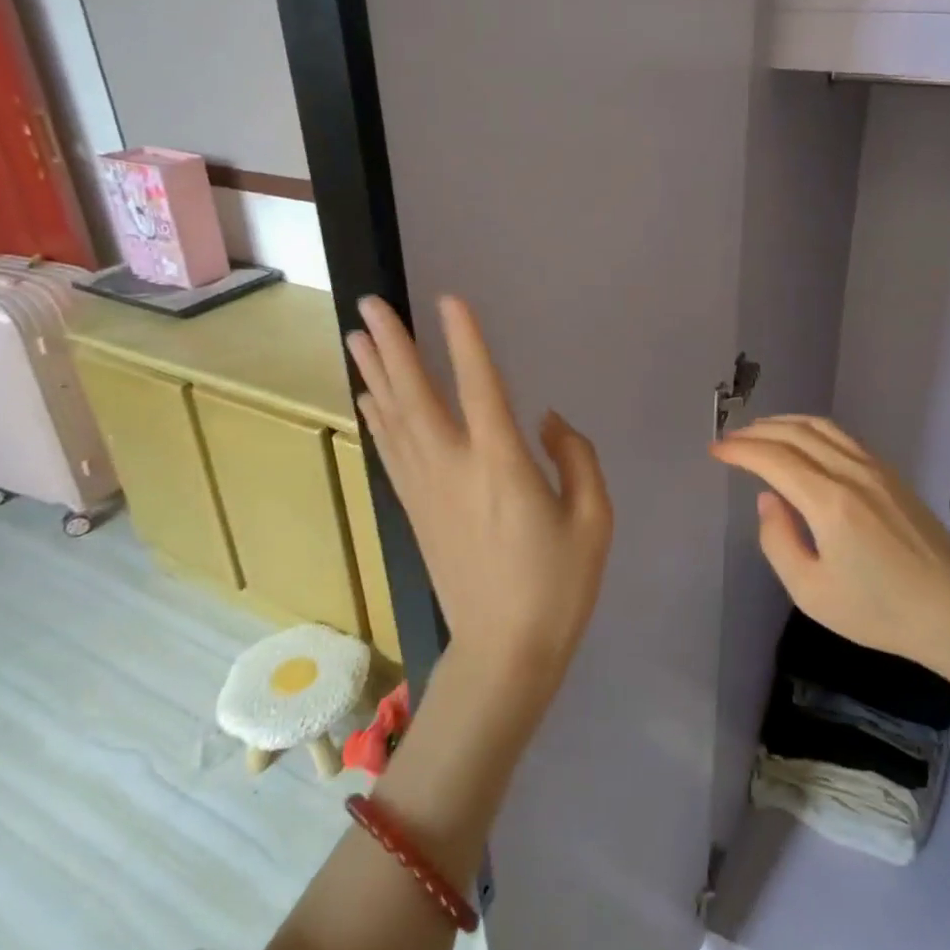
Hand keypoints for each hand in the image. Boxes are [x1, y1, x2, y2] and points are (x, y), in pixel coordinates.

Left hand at [346, 296, 612, 704]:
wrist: (504, 650)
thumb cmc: (558, 585)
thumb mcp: (594, 519)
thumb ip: (576, 458)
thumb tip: (547, 422)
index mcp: (502, 464)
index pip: (480, 386)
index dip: (465, 340)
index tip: (448, 300)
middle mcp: (455, 467)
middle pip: (416, 394)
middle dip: (393, 345)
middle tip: (370, 304)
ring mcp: (427, 489)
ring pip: (394, 419)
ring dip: (375, 374)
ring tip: (356, 336)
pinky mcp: (416, 510)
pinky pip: (391, 451)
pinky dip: (377, 418)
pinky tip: (368, 399)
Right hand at [710, 416, 949, 687]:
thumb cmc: (877, 611)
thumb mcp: (811, 591)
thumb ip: (778, 540)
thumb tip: (768, 499)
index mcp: (830, 502)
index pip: (774, 458)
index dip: (740, 450)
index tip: (716, 450)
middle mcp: (853, 473)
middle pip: (796, 433)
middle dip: (757, 431)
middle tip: (730, 439)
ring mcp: (877, 469)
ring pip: (822, 427)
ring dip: (784, 423)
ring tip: (759, 432)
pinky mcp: (892, 474)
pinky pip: (843, 437)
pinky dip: (812, 429)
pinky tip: (802, 442)